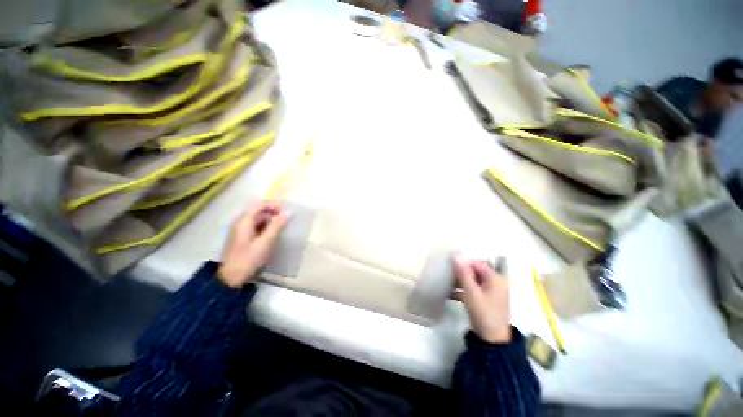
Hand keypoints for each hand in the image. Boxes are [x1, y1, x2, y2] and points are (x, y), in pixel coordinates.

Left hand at [217, 201, 288, 287]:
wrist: (231, 277)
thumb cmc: (248, 258)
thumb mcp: (265, 243)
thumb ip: (276, 227)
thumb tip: (287, 213)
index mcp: (244, 221)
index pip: (259, 206)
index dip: (272, 206)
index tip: (285, 211)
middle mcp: (239, 223)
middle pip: (256, 213)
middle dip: (271, 215)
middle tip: (284, 223)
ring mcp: (238, 232)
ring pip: (254, 223)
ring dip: (267, 224)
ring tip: (278, 232)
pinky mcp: (238, 241)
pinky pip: (251, 230)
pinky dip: (261, 231)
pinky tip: (268, 240)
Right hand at [454, 256, 511, 343]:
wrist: (493, 338)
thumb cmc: (484, 313)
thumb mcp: (472, 294)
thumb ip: (464, 274)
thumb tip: (457, 255)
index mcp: (496, 277)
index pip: (478, 263)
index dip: (464, 264)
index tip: (448, 268)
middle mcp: (497, 282)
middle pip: (477, 272)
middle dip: (462, 273)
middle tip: (446, 277)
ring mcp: (493, 292)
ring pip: (475, 282)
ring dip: (462, 283)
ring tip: (446, 286)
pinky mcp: (488, 302)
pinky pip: (476, 292)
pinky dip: (465, 292)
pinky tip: (451, 295)